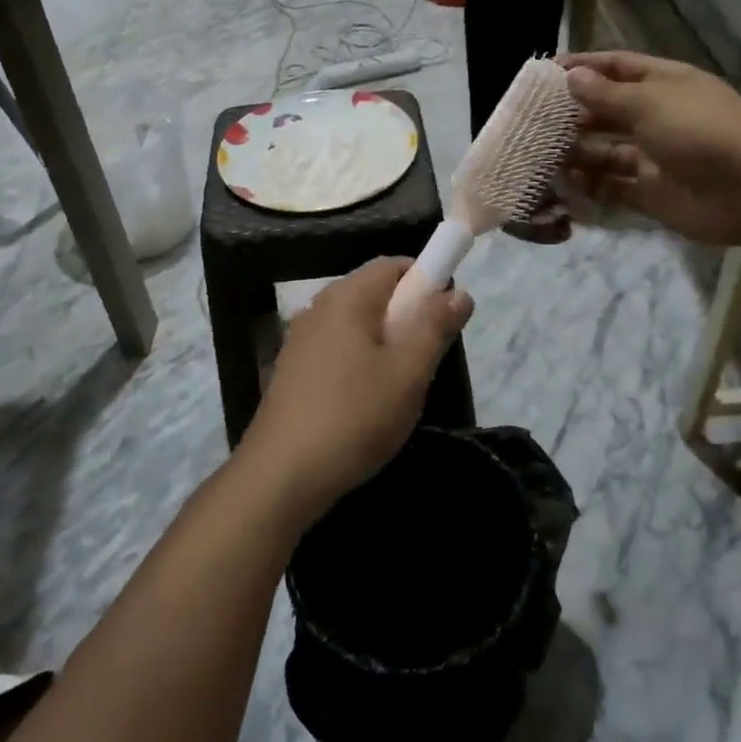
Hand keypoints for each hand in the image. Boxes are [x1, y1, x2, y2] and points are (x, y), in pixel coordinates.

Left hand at [240, 259, 471, 520]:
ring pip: (356, 324)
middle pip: (373, 292)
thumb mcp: (408, 373)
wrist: (281, 476)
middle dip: (407, 314)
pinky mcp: (292, 370)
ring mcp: (300, 339)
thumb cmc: (353, 417)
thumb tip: (459, 290)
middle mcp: (318, 308)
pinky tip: (366, 401)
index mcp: (346, 298)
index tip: (445, 314)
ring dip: (384, 341)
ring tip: (400, 384)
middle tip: (427, 356)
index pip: (392, 265)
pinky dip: (360, 360)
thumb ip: (435, 326)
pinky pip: (337, 348)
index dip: (425, 279)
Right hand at [559, 51, 740, 248]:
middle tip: (535, 119)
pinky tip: (564, 183)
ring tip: (541, 153)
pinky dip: (590, 186)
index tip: (547, 71)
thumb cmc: (698, 130)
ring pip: (606, 151)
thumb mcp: (648, 102)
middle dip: (575, 114)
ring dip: (577, 152)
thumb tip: (571, 76)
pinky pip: (613, 187)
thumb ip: (605, 94)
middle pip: (609, 112)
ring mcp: (655, 157)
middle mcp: (658, 118)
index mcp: (664, 85)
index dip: (585, 67)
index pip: (618, 68)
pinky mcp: (652, 193)